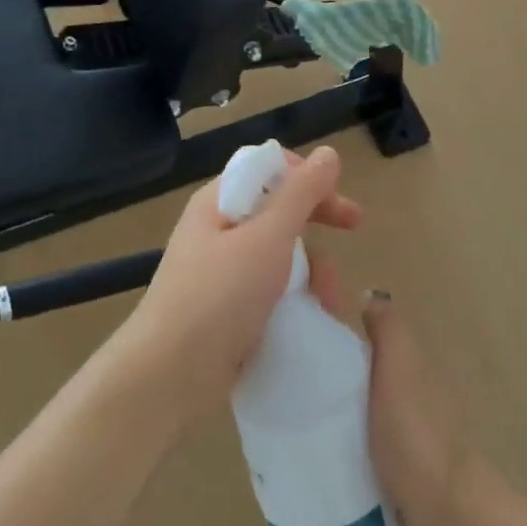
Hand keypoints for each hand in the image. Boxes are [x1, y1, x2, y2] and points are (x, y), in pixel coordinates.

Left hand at [110, 145, 361, 427]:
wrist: (171, 372)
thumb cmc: (220, 295)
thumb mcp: (267, 237)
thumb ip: (300, 194)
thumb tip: (328, 154)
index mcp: (219, 201)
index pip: (269, 169)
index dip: (308, 178)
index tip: (340, 200)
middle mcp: (218, 228)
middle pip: (277, 210)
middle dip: (317, 222)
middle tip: (355, 230)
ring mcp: (221, 270)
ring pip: (279, 252)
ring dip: (311, 268)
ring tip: (327, 299)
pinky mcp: (227, 306)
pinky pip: (269, 287)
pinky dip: (294, 295)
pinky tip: (311, 314)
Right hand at [303, 267, 492, 525]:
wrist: (444, 509)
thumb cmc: (415, 432)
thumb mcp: (399, 367)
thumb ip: (387, 330)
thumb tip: (368, 294)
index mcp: (405, 364)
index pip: (364, 334)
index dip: (332, 326)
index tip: (289, 328)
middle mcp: (402, 393)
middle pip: (355, 370)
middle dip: (321, 368)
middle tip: (273, 372)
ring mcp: (396, 432)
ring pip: (353, 406)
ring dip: (326, 405)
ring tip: (280, 410)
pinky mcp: (387, 467)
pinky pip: (353, 441)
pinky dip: (334, 438)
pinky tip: (305, 445)